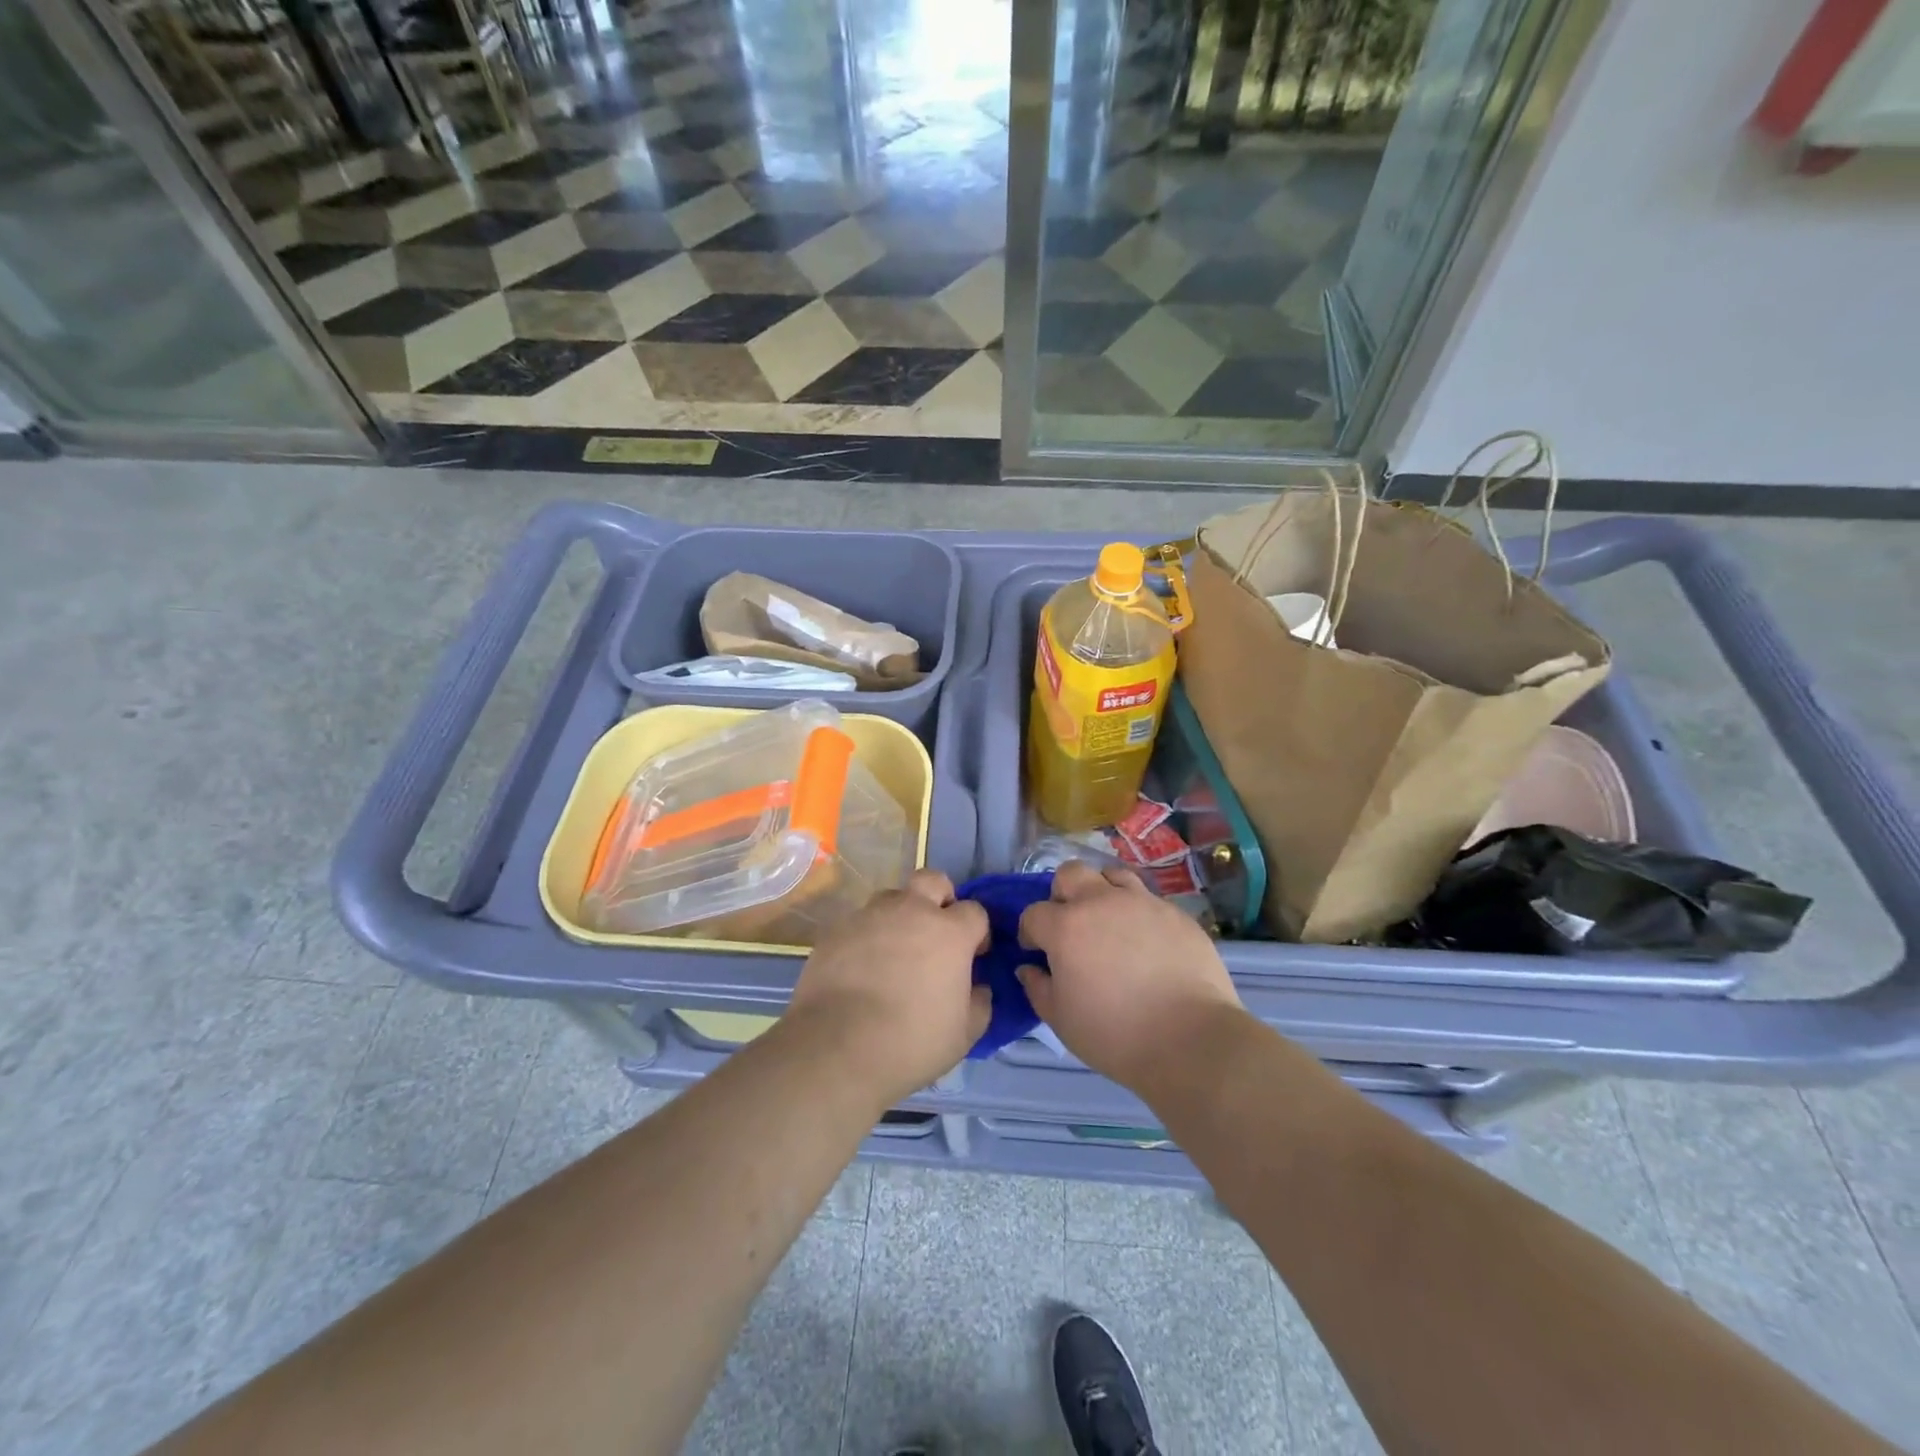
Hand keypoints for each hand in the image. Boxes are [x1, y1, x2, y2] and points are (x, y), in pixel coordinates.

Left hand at [786, 869, 990, 1107]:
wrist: (837, 1047)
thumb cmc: (911, 1041)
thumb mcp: (964, 1034)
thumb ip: (979, 1003)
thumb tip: (979, 988)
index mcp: (949, 932)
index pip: (975, 911)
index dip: (977, 931)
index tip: (972, 955)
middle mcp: (911, 911)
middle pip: (932, 880)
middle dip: (939, 898)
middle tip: (935, 933)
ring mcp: (870, 916)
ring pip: (891, 898)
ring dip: (899, 916)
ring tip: (893, 952)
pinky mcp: (836, 930)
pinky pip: (859, 922)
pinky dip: (866, 937)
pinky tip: (861, 968)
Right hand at [1017, 861, 1242, 1091]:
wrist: (1191, 1039)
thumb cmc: (1115, 1034)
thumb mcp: (1062, 1020)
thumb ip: (1038, 988)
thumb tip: (1029, 968)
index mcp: (1066, 927)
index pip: (1034, 913)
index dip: (1030, 932)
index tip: (1036, 951)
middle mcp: (1101, 902)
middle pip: (1070, 873)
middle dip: (1062, 894)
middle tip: (1070, 924)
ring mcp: (1142, 902)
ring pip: (1112, 875)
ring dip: (1102, 893)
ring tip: (1109, 923)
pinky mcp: (1175, 913)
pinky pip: (1148, 900)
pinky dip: (1137, 913)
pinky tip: (1146, 942)